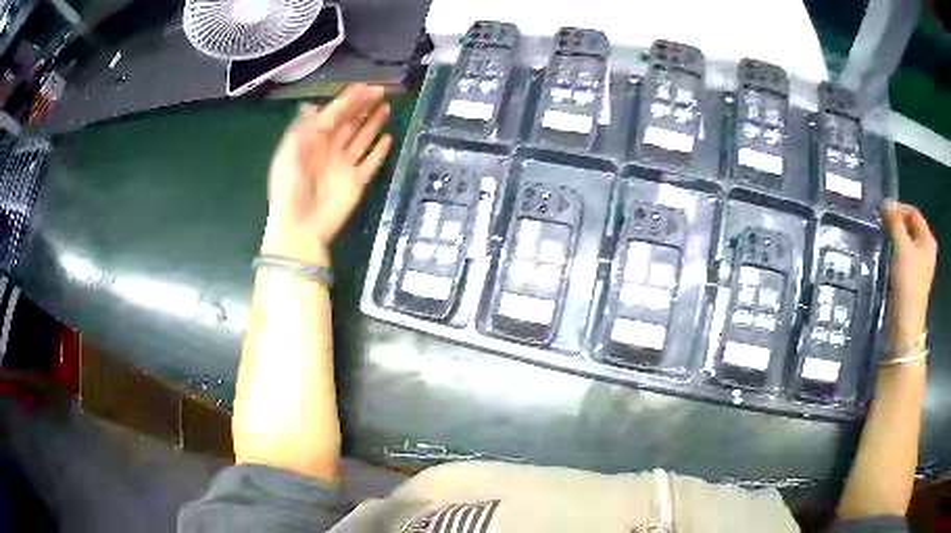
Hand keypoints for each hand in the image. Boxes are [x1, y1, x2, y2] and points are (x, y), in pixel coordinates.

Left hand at [262, 84, 391, 264]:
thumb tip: (312, 106)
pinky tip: (388, 139)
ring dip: (373, 123)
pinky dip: (379, 152)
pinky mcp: (357, 182)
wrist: (299, 228)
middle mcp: (330, 150)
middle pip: (350, 123)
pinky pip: (371, 163)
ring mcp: (344, 166)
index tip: (363, 87)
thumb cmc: (289, 191)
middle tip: (380, 92)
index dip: (347, 100)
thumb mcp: (288, 156)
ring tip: (386, 108)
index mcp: (313, 142)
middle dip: (364, 106)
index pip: (334, 115)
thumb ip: (301, 131)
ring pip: (362, 139)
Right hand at [882, 201, 937, 349]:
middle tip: (881, 226)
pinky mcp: (911, 279)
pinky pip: (903, 257)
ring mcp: (919, 266)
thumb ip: (894, 223)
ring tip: (882, 240)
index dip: (898, 209)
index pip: (913, 212)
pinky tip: (886, 257)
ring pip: (906, 242)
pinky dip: (895, 253)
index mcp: (928, 239)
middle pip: (910, 226)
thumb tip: (885, 204)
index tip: (882, 214)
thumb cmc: (908, 283)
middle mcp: (926, 249)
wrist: (905, 325)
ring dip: (894, 238)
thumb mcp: (901, 248)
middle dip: (896, 224)